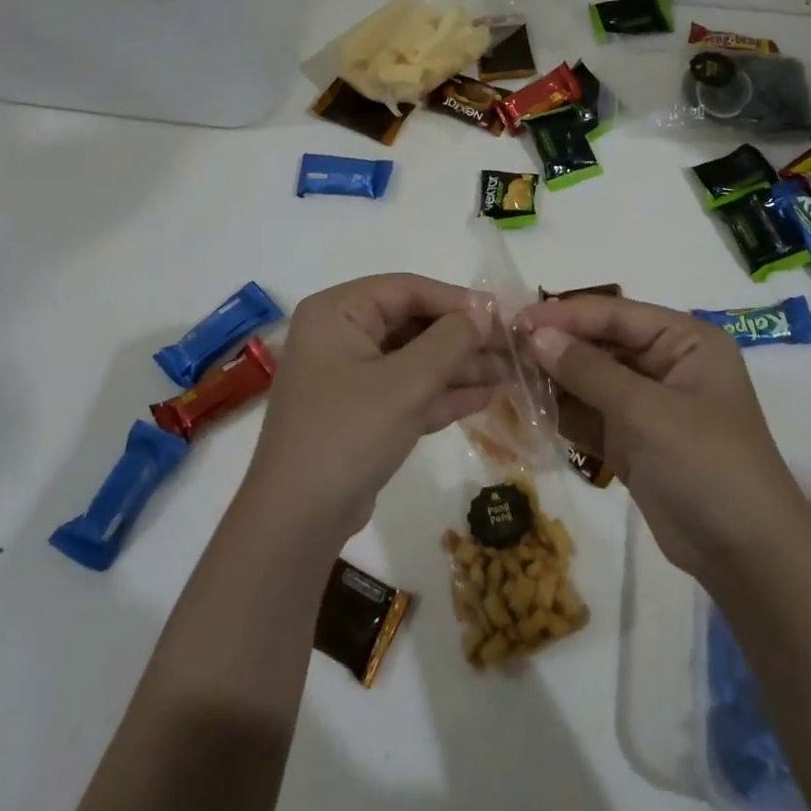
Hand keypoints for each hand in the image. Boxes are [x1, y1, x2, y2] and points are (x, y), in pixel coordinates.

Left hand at [245, 274, 495, 542]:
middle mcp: (340, 336)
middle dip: (463, 337)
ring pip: (414, 359)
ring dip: (460, 366)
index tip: (500, 314)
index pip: (405, 289)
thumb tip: (486, 311)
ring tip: (511, 372)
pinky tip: (486, 395)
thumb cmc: (348, 433)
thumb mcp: (406, 383)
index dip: (456, 300)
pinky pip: (408, 390)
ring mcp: (350, 377)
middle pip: (412, 323)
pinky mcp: (362, 414)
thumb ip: (450, 341)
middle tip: (512, 346)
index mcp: (337, 313)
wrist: (297, 520)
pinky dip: (443, 393)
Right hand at [518, 294, 805, 584]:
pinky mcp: (632, 440)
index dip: (565, 314)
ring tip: (506, 376)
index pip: (616, 314)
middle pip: (600, 344)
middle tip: (504, 348)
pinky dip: (561, 412)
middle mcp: (666, 364)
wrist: (746, 557)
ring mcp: (648, 404)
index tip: (517, 321)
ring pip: (590, 379)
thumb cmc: (707, 464)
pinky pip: (589, 415)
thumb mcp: (647, 411)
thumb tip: (535, 335)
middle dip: (556, 347)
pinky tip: (525, 407)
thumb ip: (589, 370)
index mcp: (685, 340)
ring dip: (553, 379)